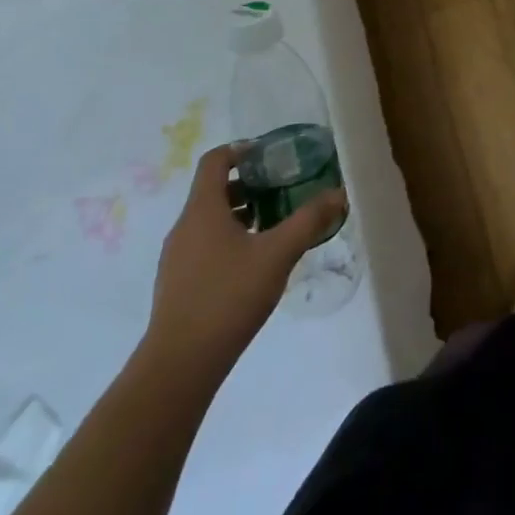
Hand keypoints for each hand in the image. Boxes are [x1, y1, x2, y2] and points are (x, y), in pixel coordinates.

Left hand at [145, 143, 347, 370]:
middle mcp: (184, 226)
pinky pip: (204, 245)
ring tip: (274, 225)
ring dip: (240, 213)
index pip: (215, 160)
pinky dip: (229, 239)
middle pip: (213, 189)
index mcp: (203, 209)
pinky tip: (254, 263)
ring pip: (209, 220)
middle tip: (282, 189)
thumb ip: (309, 220)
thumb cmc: (228, 297)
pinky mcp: (177, 283)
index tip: (270, 155)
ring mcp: (176, 257)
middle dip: (249, 184)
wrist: (180, 365)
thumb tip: (338, 193)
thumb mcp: (278, 254)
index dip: (241, 149)